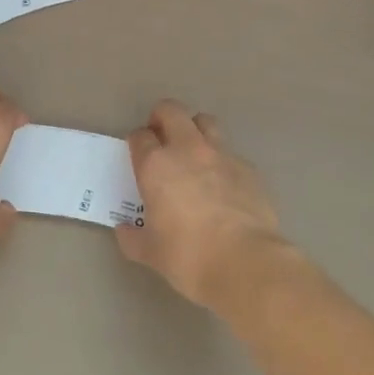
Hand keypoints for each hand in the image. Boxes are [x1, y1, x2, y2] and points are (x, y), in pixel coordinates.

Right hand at [116, 101, 285, 308]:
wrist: (245, 263)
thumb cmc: (188, 257)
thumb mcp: (151, 253)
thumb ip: (133, 238)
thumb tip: (126, 230)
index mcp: (156, 165)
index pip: (140, 137)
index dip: (137, 143)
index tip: (138, 155)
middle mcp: (187, 149)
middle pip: (171, 111)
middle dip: (162, 117)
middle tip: (161, 137)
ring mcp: (221, 154)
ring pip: (205, 122)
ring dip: (195, 129)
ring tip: (193, 152)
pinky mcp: (248, 167)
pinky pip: (230, 153)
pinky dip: (221, 161)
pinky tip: (223, 185)